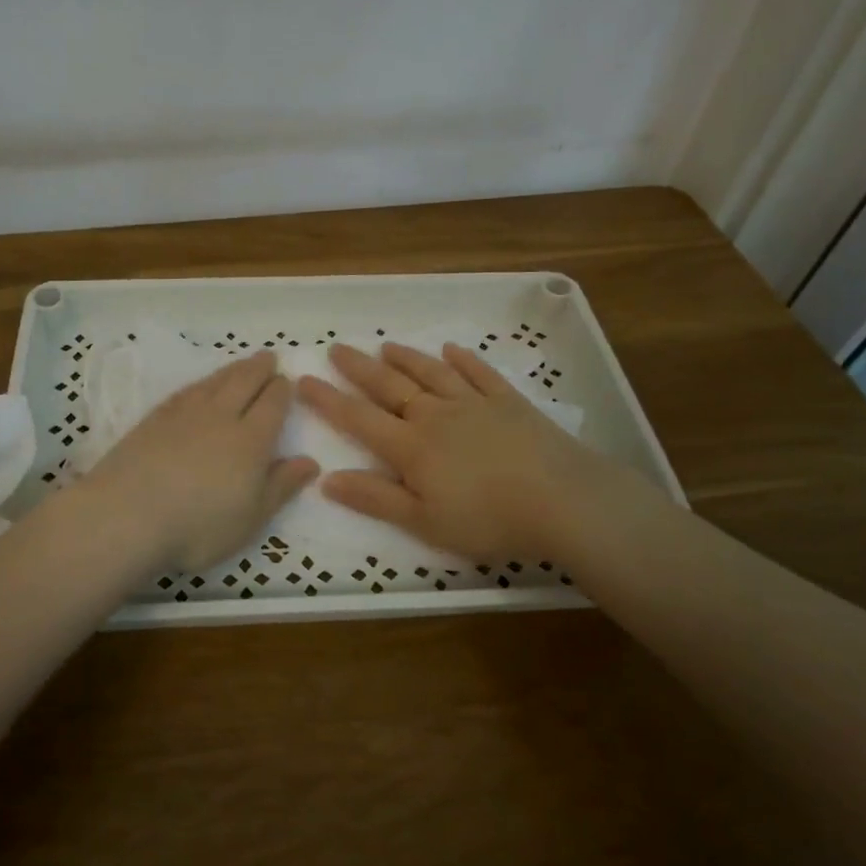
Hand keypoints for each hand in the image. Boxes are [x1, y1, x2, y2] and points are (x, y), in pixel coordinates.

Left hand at [82, 351, 318, 572]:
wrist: (127, 516)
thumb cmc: (198, 527)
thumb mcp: (251, 518)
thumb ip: (281, 486)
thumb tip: (310, 461)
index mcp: (251, 440)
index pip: (273, 404)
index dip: (282, 391)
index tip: (287, 381)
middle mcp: (220, 417)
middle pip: (245, 382)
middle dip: (260, 368)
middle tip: (269, 356)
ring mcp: (184, 414)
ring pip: (215, 382)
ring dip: (232, 369)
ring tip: (242, 364)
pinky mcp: (154, 419)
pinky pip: (186, 391)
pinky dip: (201, 383)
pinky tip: (200, 386)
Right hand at [298, 341, 639, 565]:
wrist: (562, 500)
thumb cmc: (488, 519)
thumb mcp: (423, 521)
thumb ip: (375, 498)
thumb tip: (327, 478)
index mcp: (411, 447)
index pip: (359, 418)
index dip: (328, 400)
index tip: (303, 380)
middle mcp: (436, 415)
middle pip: (390, 387)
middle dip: (360, 368)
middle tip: (337, 348)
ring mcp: (474, 404)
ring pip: (431, 374)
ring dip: (406, 359)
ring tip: (386, 345)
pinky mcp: (509, 402)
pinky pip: (480, 374)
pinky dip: (464, 360)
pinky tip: (452, 350)